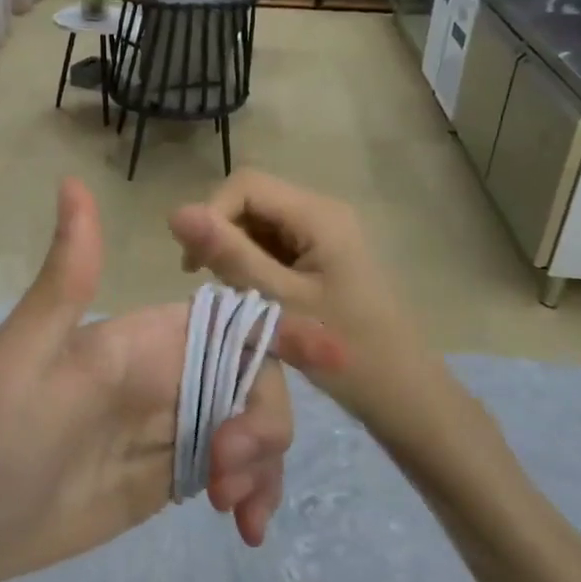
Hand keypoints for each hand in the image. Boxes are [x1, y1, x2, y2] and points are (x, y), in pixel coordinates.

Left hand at [0, 178, 293, 581]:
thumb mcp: (27, 355)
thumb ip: (68, 278)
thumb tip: (73, 182)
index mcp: (141, 338)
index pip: (226, 321)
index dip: (282, 329)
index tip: (335, 356)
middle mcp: (165, 375)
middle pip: (252, 379)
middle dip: (265, 420)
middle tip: (229, 469)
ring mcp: (172, 428)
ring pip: (251, 426)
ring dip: (263, 462)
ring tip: (232, 508)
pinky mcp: (170, 475)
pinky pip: (233, 473)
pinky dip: (252, 492)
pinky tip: (242, 527)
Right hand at [167, 170, 443, 436]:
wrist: (405, 396)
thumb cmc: (348, 352)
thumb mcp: (280, 303)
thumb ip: (229, 256)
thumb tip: (175, 212)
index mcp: (318, 215)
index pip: (246, 185)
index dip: (211, 214)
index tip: (195, 265)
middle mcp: (321, 212)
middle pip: (251, 200)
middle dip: (221, 235)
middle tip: (210, 284)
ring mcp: (323, 234)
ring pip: (258, 223)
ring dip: (234, 252)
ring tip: (232, 296)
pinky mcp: (321, 256)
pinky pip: (272, 244)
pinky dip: (252, 265)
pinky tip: (251, 298)